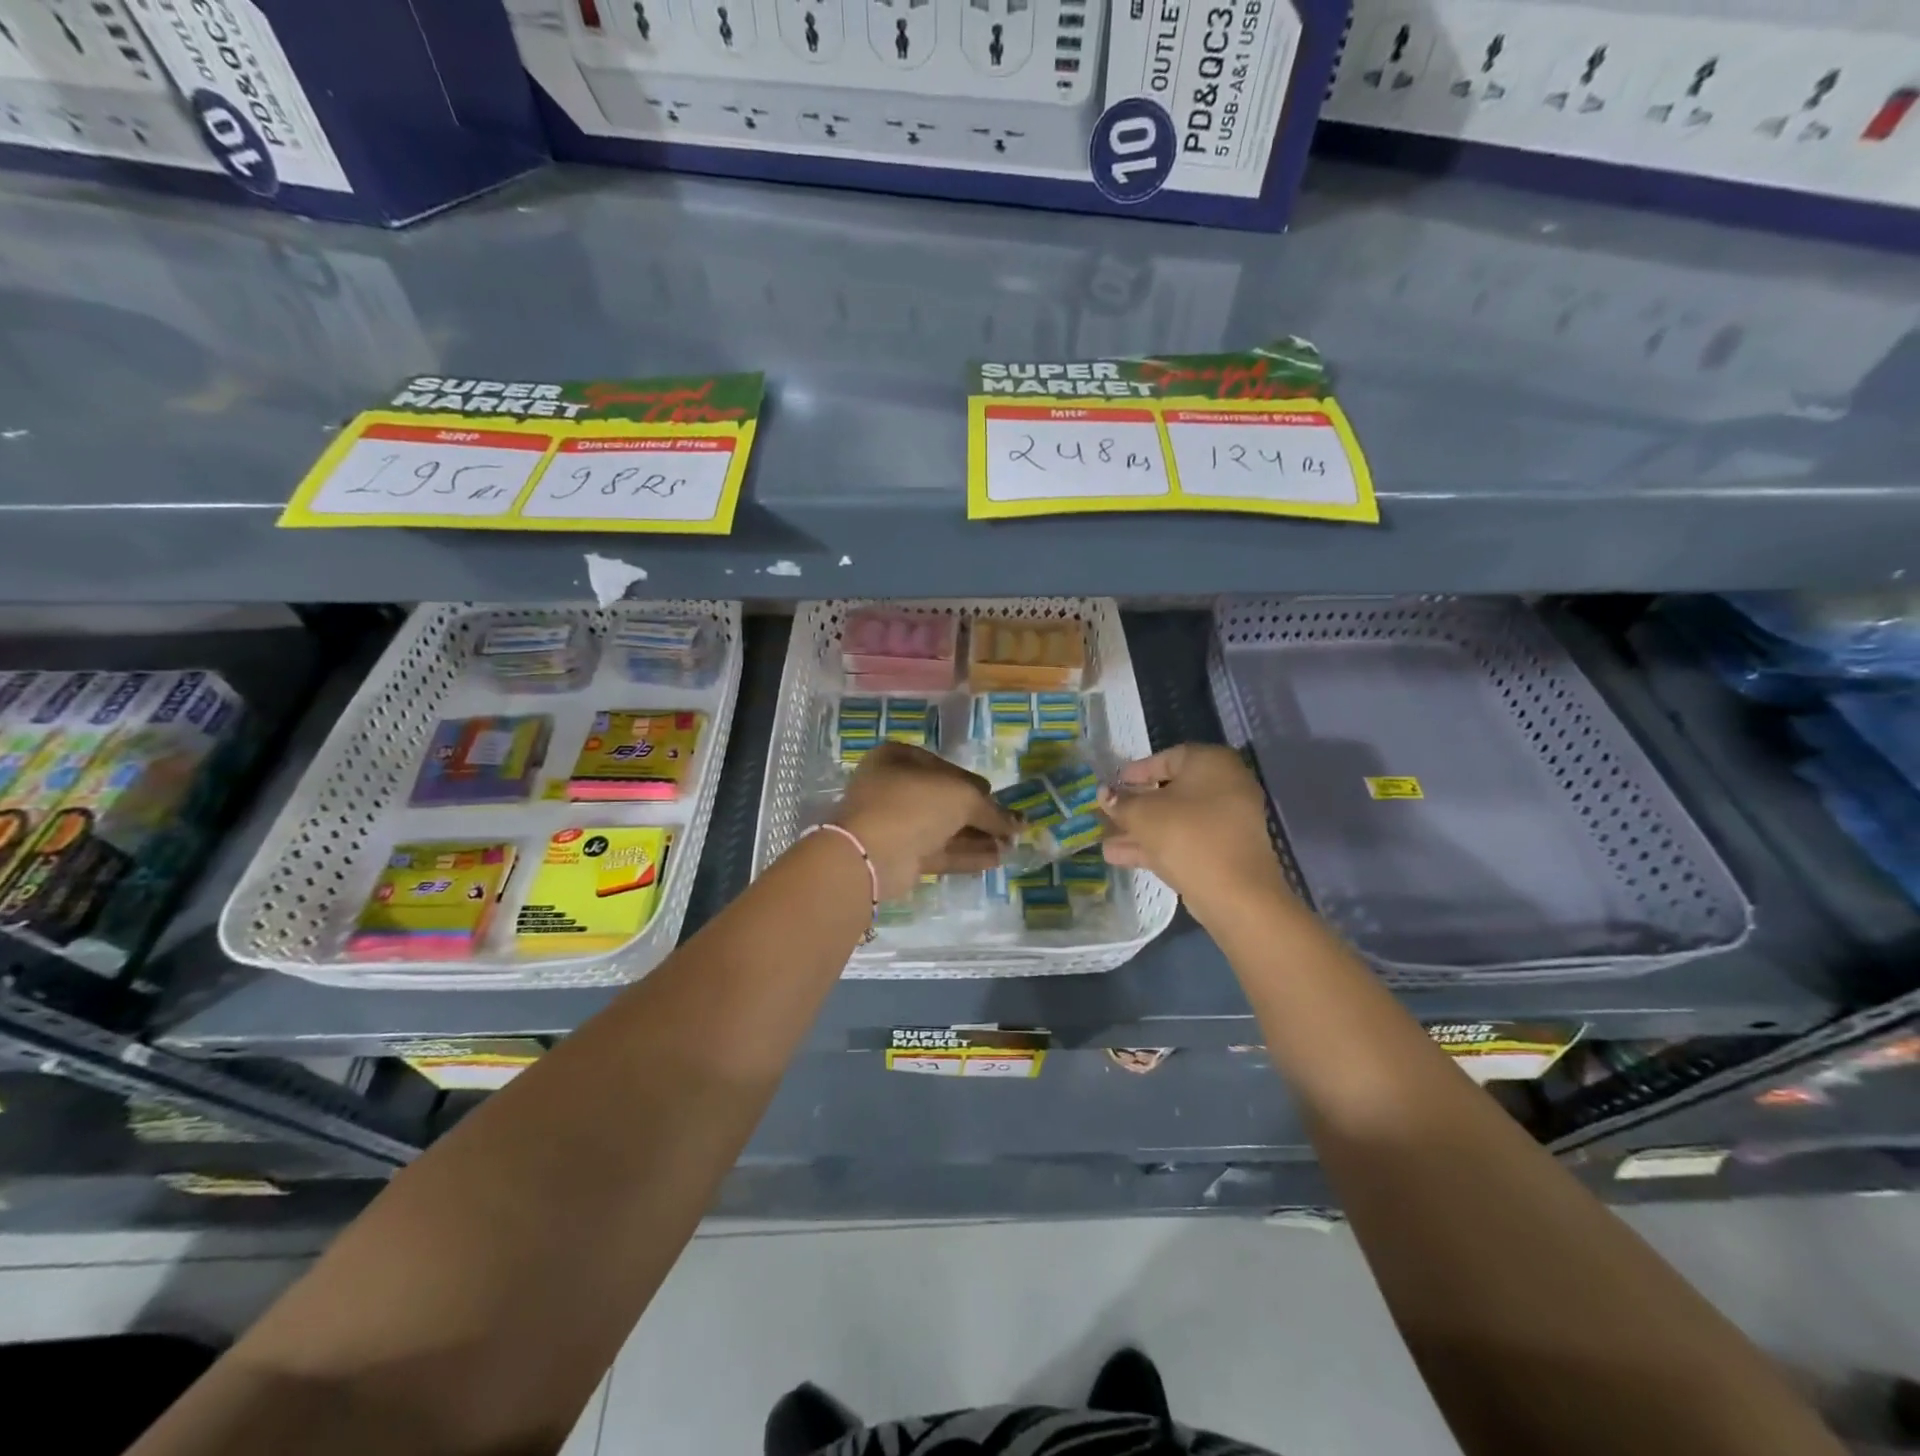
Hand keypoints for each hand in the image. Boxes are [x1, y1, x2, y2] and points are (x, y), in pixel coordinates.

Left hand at [834, 743, 1015, 899]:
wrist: (871, 854)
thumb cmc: (915, 805)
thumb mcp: (962, 796)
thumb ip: (993, 810)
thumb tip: (1018, 822)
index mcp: (897, 759)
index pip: (942, 766)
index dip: (972, 781)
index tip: (995, 794)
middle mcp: (892, 788)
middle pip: (943, 799)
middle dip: (978, 814)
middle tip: (1008, 825)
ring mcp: (893, 824)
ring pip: (942, 828)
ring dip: (976, 836)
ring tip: (1010, 846)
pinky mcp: (899, 856)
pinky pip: (938, 851)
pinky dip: (966, 854)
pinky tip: (996, 859)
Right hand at [1098, 744, 1286, 919]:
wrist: (1235, 893)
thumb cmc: (1186, 835)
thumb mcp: (1143, 814)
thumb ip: (1120, 802)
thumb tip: (1104, 794)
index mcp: (1211, 763)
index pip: (1168, 758)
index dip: (1136, 771)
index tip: (1113, 783)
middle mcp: (1224, 786)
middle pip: (1169, 792)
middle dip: (1134, 805)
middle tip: (1106, 813)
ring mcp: (1225, 822)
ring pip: (1174, 819)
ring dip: (1139, 829)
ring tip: (1103, 839)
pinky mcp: (1221, 851)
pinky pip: (1183, 840)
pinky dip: (1154, 845)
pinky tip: (1117, 856)